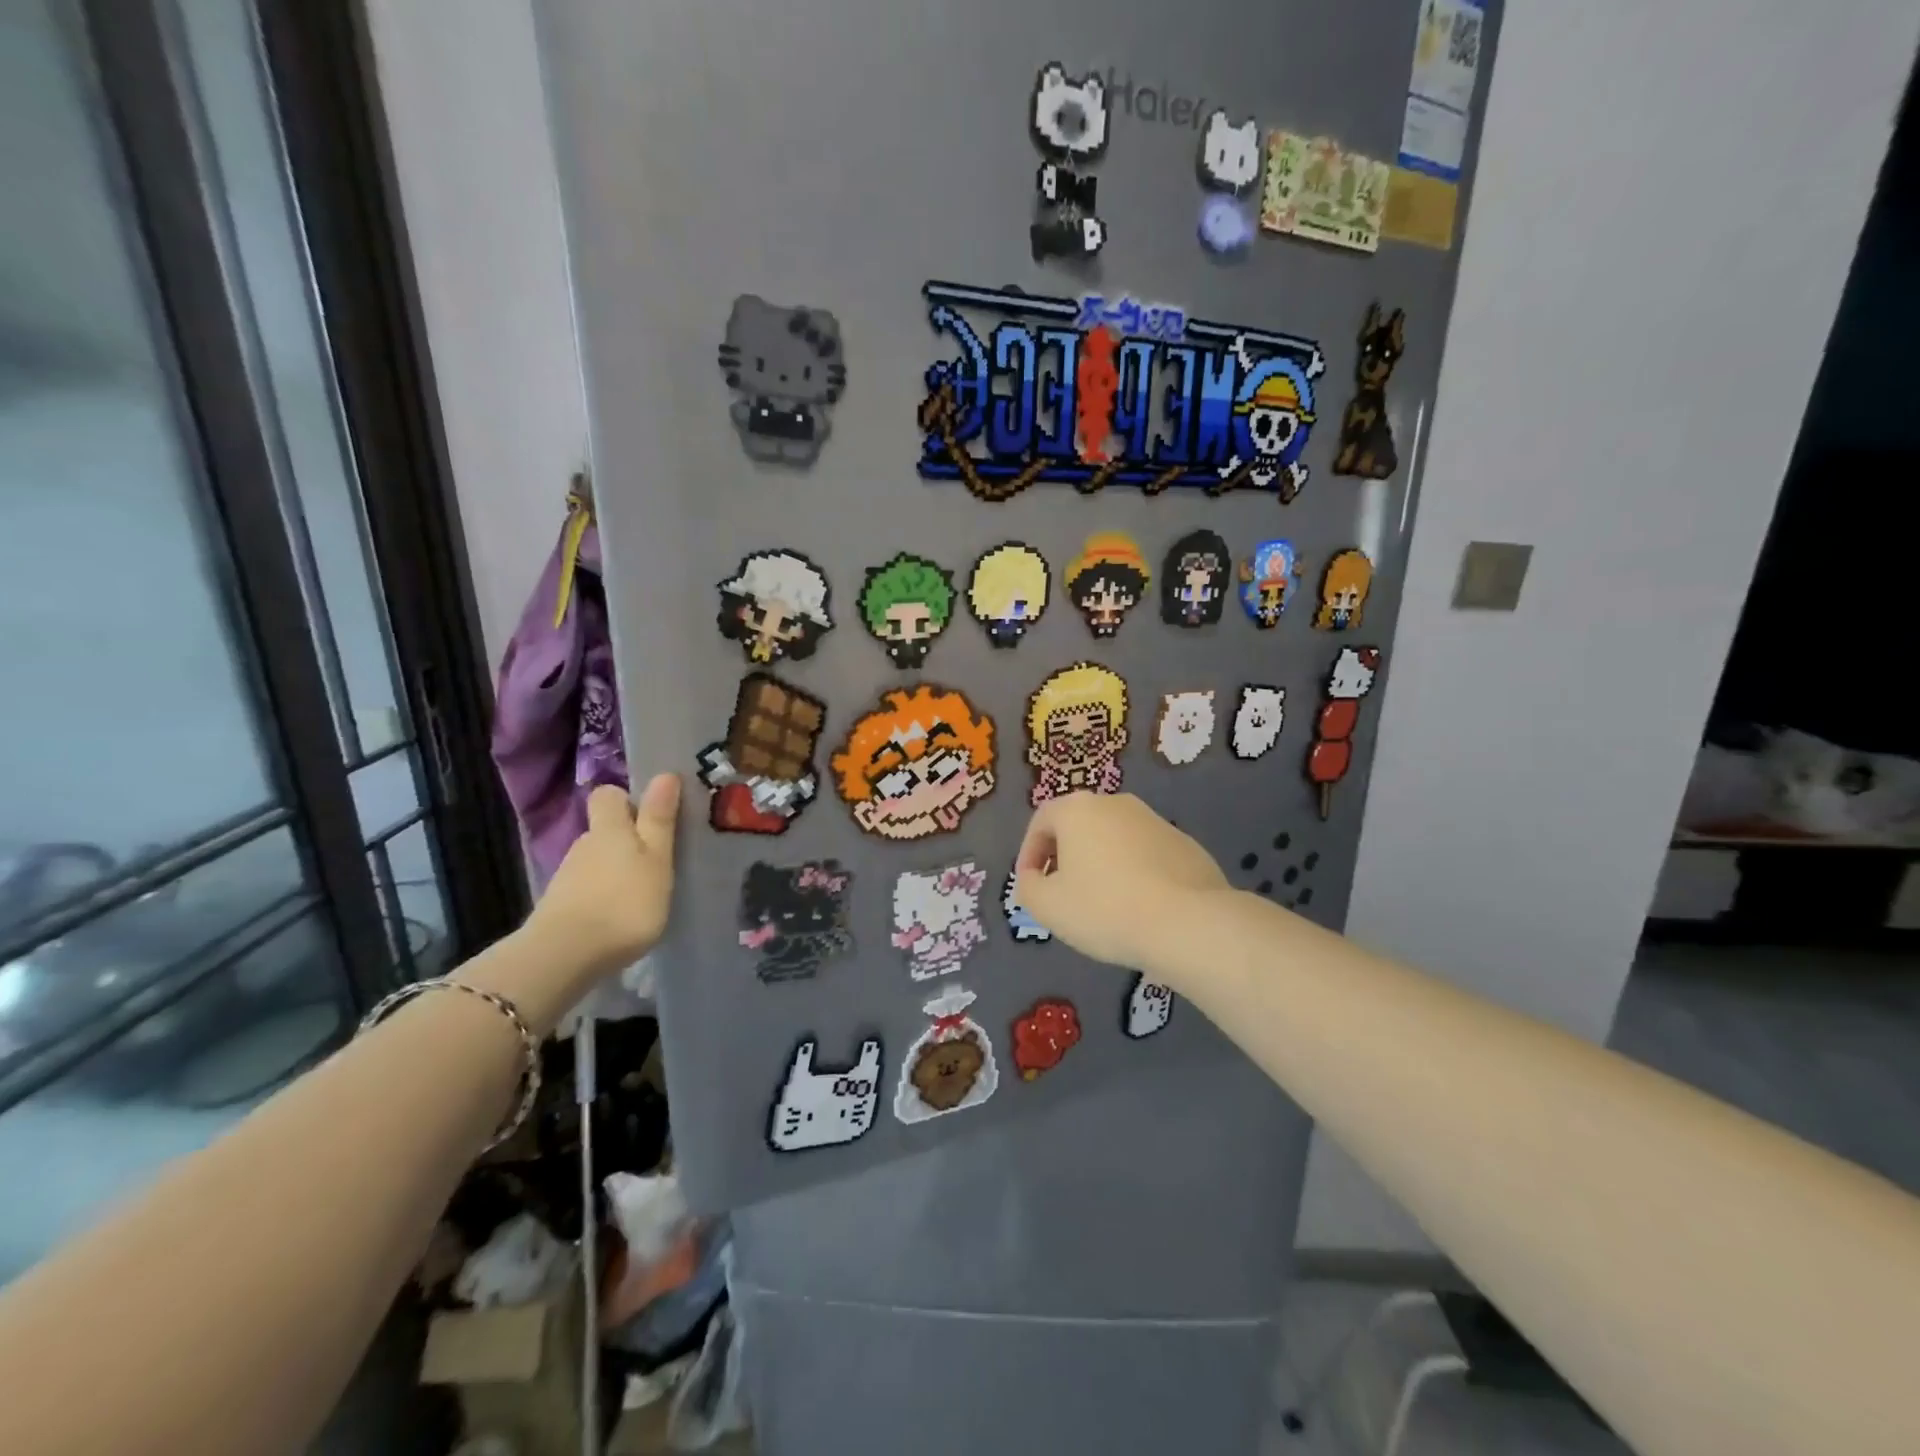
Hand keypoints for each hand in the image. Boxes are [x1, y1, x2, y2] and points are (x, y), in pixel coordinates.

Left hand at [529, 775, 679, 981]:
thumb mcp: (655, 859)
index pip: (608, 795)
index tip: (651, 816)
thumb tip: (664, 774)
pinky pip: (586, 890)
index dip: (627, 800)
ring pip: (595, 861)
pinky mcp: (560, 907)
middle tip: (655, 861)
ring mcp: (568, 877)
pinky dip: (601, 897)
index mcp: (610, 828)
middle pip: (604, 830)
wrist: (564, 956)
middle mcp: (584, 845)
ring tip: (640, 895)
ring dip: (615, 871)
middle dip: (626, 840)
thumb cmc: (624, 901)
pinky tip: (616, 918)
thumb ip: (659, 819)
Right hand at [1014, 792, 1228, 980]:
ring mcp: (1155, 820)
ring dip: (1101, 864)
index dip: (1029, 853)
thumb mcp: (1047, 906)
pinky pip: (1146, 854)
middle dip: (1065, 856)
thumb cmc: (1105, 908)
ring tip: (1101, 903)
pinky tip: (1138, 906)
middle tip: (1062, 892)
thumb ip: (1028, 887)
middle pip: (1079, 826)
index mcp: (1078, 809)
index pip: (1041, 821)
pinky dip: (1134, 873)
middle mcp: (1116, 803)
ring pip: (1114, 839)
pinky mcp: (1185, 844)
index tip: (1030, 884)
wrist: (1187, 922)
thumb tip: (1033, 878)